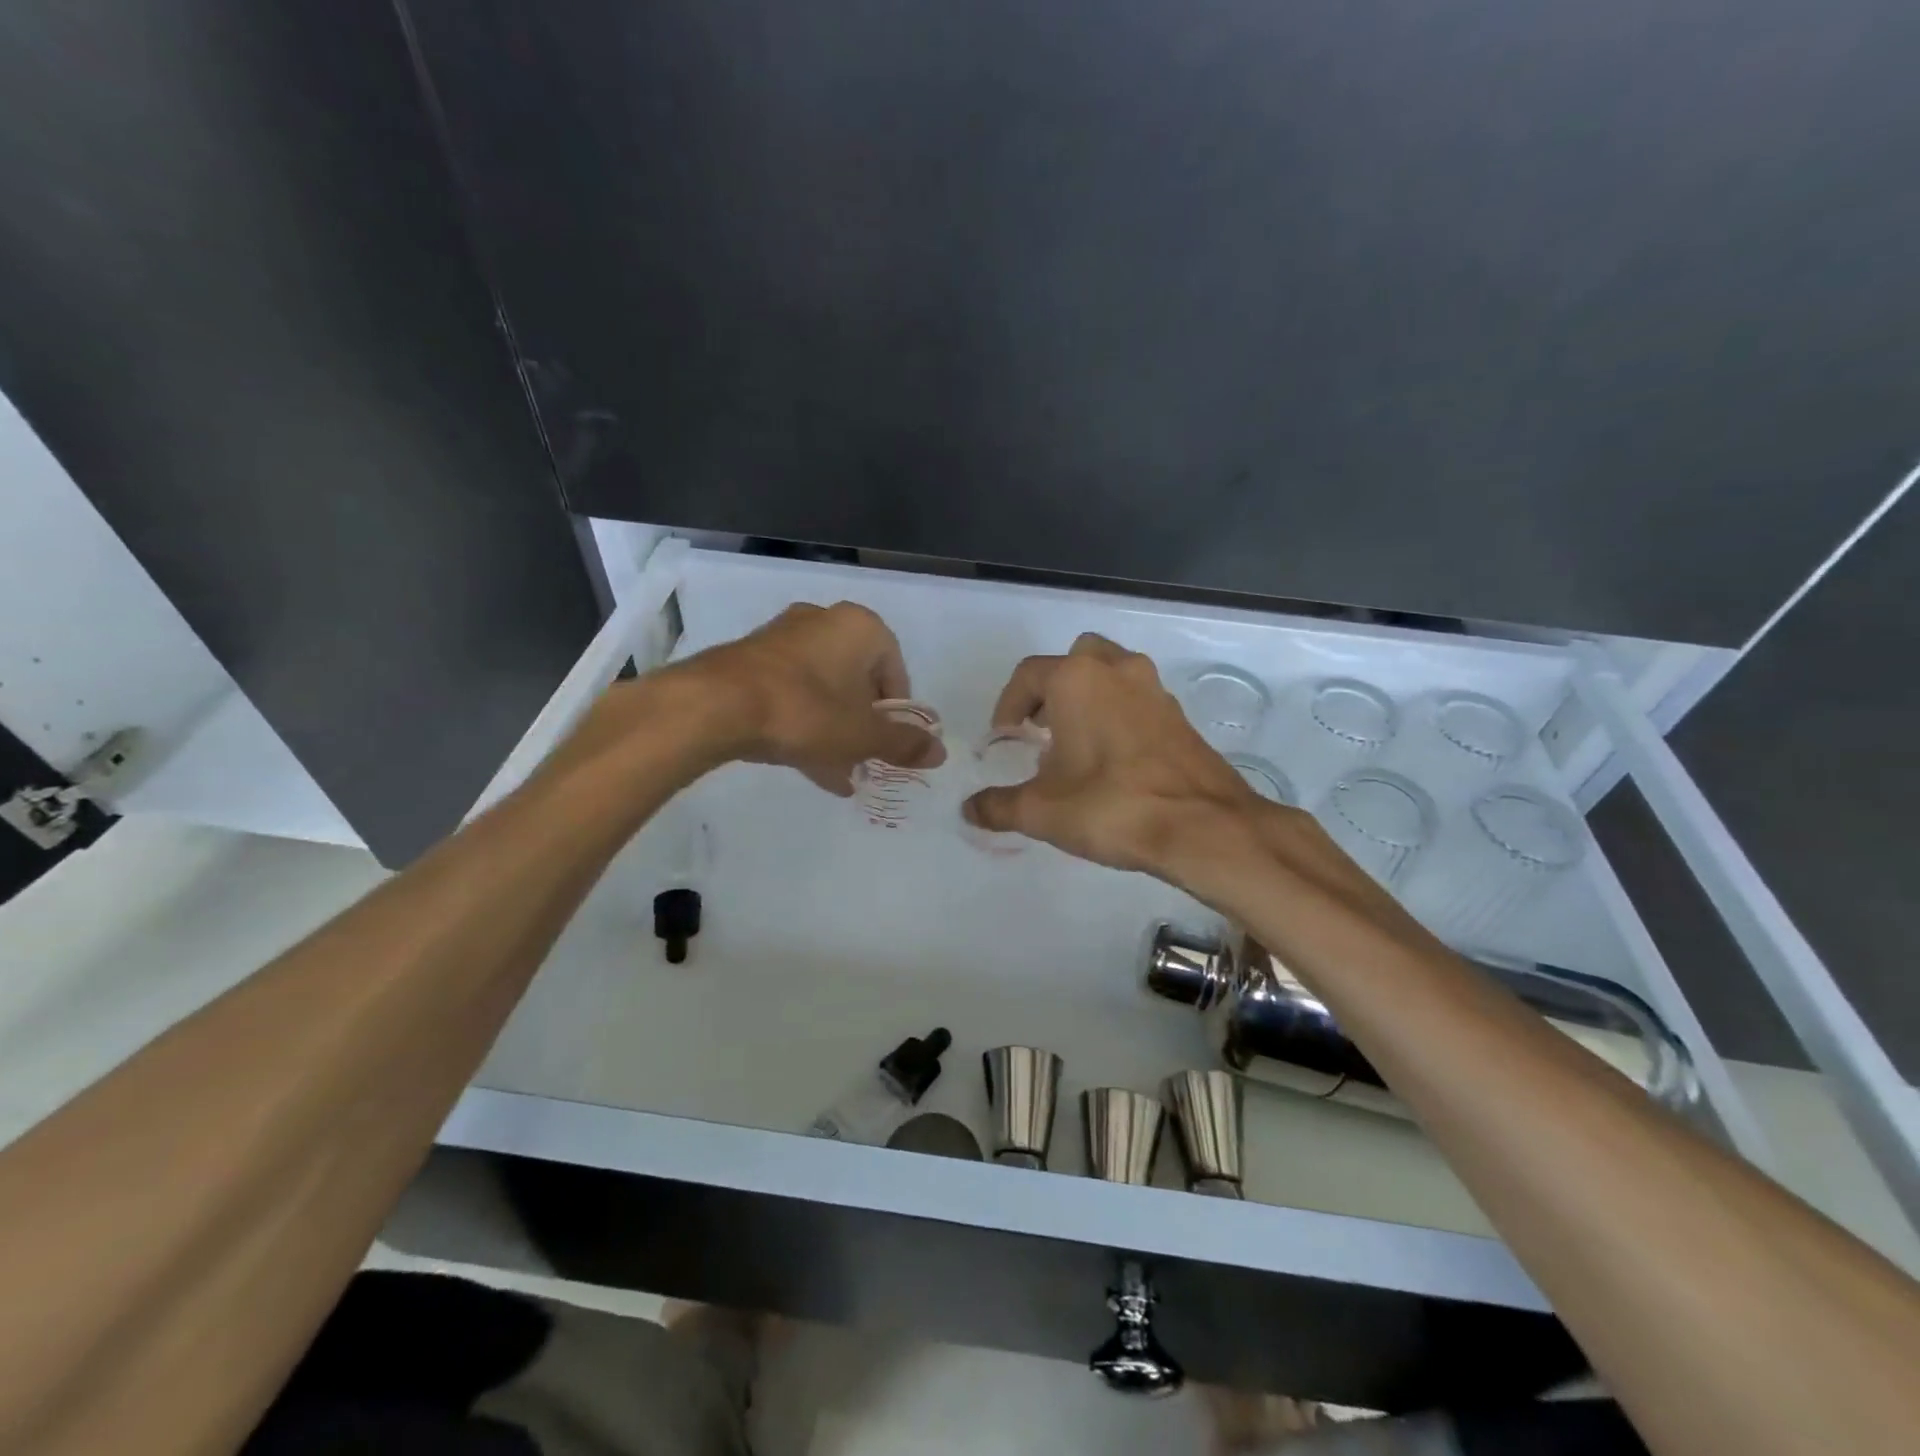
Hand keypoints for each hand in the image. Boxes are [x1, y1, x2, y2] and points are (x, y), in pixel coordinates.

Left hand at [670, 601, 943, 794]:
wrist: (717, 705)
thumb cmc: (807, 712)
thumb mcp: (863, 736)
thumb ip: (904, 744)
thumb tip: (940, 753)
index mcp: (861, 627)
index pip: (896, 672)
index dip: (897, 715)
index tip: (889, 746)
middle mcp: (824, 621)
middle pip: (858, 681)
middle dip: (863, 726)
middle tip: (864, 761)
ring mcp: (784, 637)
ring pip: (823, 690)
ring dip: (834, 731)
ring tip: (837, 774)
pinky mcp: (752, 658)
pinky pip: (792, 693)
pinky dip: (803, 724)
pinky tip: (807, 765)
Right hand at [962, 633, 1264, 876]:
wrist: (1202, 826)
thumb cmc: (1110, 806)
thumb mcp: (1041, 811)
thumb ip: (998, 806)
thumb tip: (969, 810)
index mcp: (1076, 679)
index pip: (1028, 675)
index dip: (1008, 705)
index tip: (1004, 737)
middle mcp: (1116, 670)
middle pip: (1075, 659)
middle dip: (1052, 689)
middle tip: (1041, 727)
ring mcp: (1154, 689)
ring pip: (1111, 675)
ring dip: (1088, 698)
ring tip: (1075, 744)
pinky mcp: (1179, 715)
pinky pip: (1137, 700)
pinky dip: (1118, 715)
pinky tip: (1112, 759)